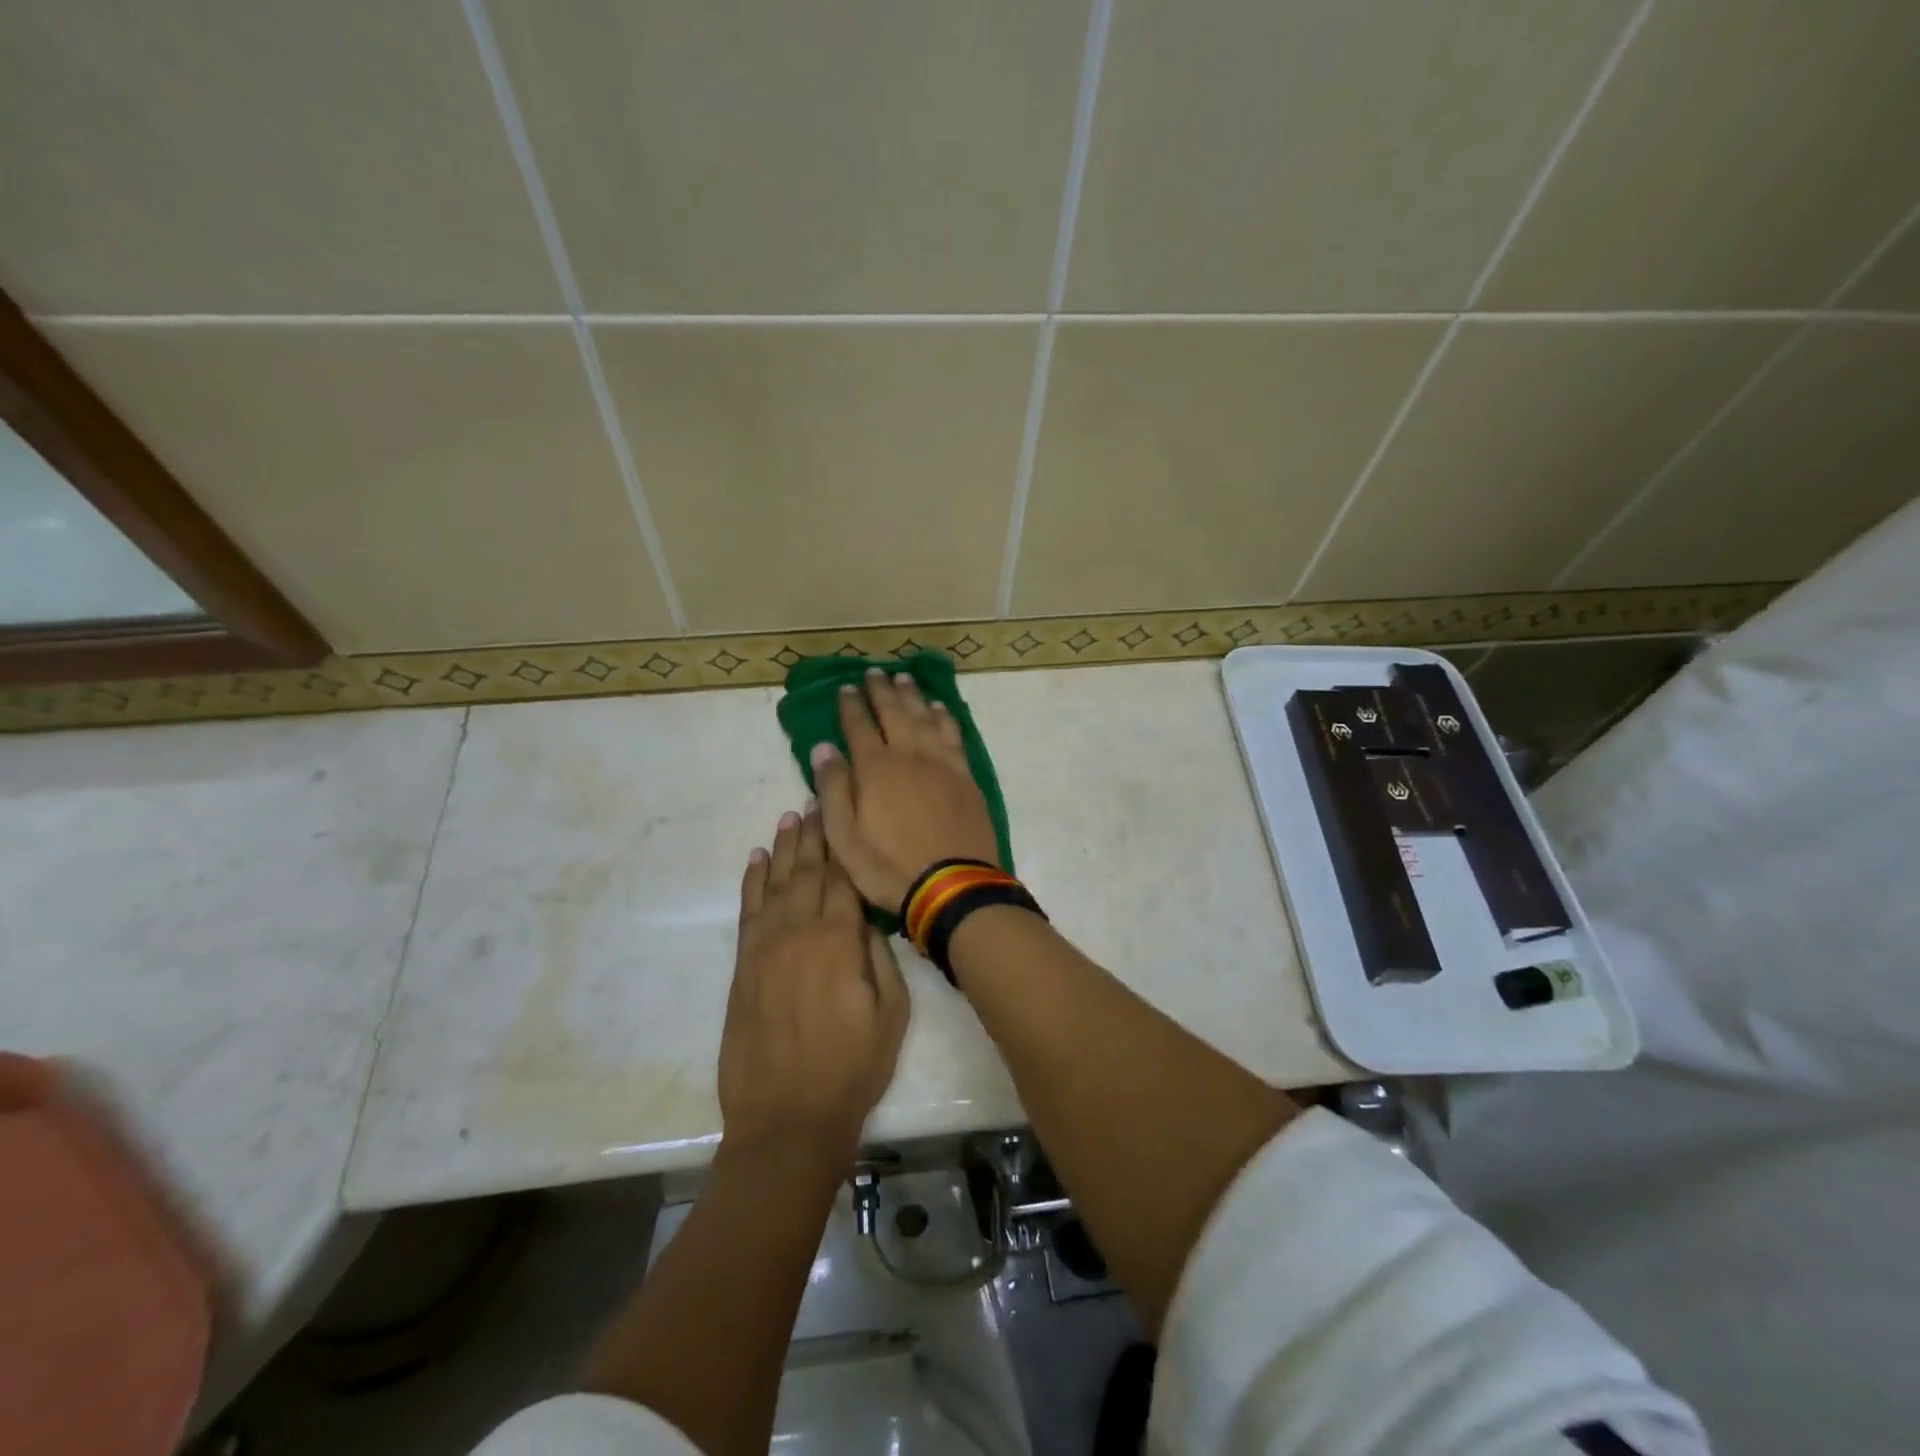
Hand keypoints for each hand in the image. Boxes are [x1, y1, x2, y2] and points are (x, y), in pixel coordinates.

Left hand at [720, 807, 909, 1164]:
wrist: (787, 1118)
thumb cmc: (852, 1068)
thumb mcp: (892, 1014)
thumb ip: (880, 957)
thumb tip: (867, 916)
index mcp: (840, 941)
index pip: (842, 878)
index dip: (842, 843)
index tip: (842, 811)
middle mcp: (799, 932)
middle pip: (807, 871)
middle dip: (814, 834)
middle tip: (816, 800)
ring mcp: (766, 947)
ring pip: (775, 883)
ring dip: (783, 848)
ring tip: (790, 817)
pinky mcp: (743, 966)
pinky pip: (748, 910)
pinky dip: (751, 880)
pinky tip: (756, 859)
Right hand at [810, 668, 1000, 913]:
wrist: (952, 885)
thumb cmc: (889, 867)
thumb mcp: (845, 838)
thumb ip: (834, 789)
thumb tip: (824, 747)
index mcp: (875, 768)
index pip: (859, 726)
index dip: (851, 706)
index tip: (845, 688)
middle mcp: (909, 754)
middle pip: (894, 712)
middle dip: (881, 691)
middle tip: (874, 673)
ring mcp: (941, 762)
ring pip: (925, 716)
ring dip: (912, 696)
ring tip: (903, 679)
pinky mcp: (965, 775)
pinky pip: (953, 734)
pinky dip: (944, 716)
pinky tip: (939, 708)